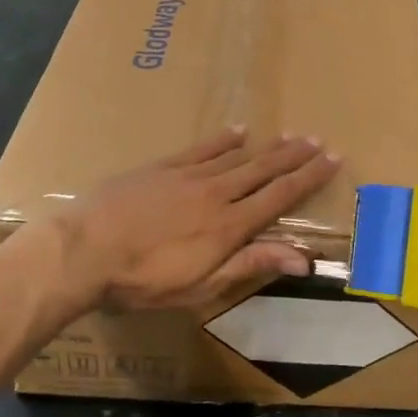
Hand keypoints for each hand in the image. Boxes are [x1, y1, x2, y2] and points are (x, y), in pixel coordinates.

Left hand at [54, 129, 340, 313]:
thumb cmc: (144, 280)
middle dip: (294, 156)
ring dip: (266, 146)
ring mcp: (188, 176)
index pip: (279, 196)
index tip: (332, 159)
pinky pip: (201, 149)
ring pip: (237, 156)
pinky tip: (238, 131)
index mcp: (230, 226)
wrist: (85, 249)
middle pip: (264, 170)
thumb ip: (251, 265)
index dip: (308, 178)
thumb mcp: (202, 286)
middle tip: (318, 140)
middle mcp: (217, 194)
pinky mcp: (162, 168)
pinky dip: (223, 140)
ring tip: (290, 134)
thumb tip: (303, 258)